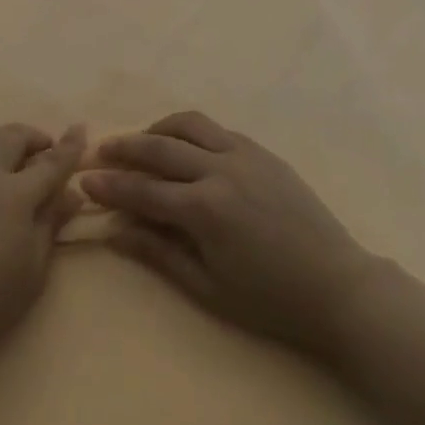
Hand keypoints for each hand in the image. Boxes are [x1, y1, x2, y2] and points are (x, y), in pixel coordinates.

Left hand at [0, 123, 86, 375]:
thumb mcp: (33, 270)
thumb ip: (51, 224)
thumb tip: (71, 193)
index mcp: (15, 195)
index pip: (50, 163)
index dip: (69, 146)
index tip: (81, 129)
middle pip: (14, 136)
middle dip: (36, 137)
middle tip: (46, 152)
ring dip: (4, 137)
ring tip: (13, 158)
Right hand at [81, 111, 377, 354]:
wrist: (339, 287)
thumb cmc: (271, 300)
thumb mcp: (208, 288)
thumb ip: (158, 253)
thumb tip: (114, 230)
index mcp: (205, 209)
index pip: (143, 189)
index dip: (110, 184)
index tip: (84, 178)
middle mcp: (220, 170)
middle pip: (159, 147)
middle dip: (124, 147)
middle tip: (100, 151)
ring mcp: (244, 155)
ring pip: (188, 124)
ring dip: (157, 129)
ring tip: (141, 142)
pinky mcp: (262, 151)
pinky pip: (216, 129)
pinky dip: (189, 131)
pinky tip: (183, 147)